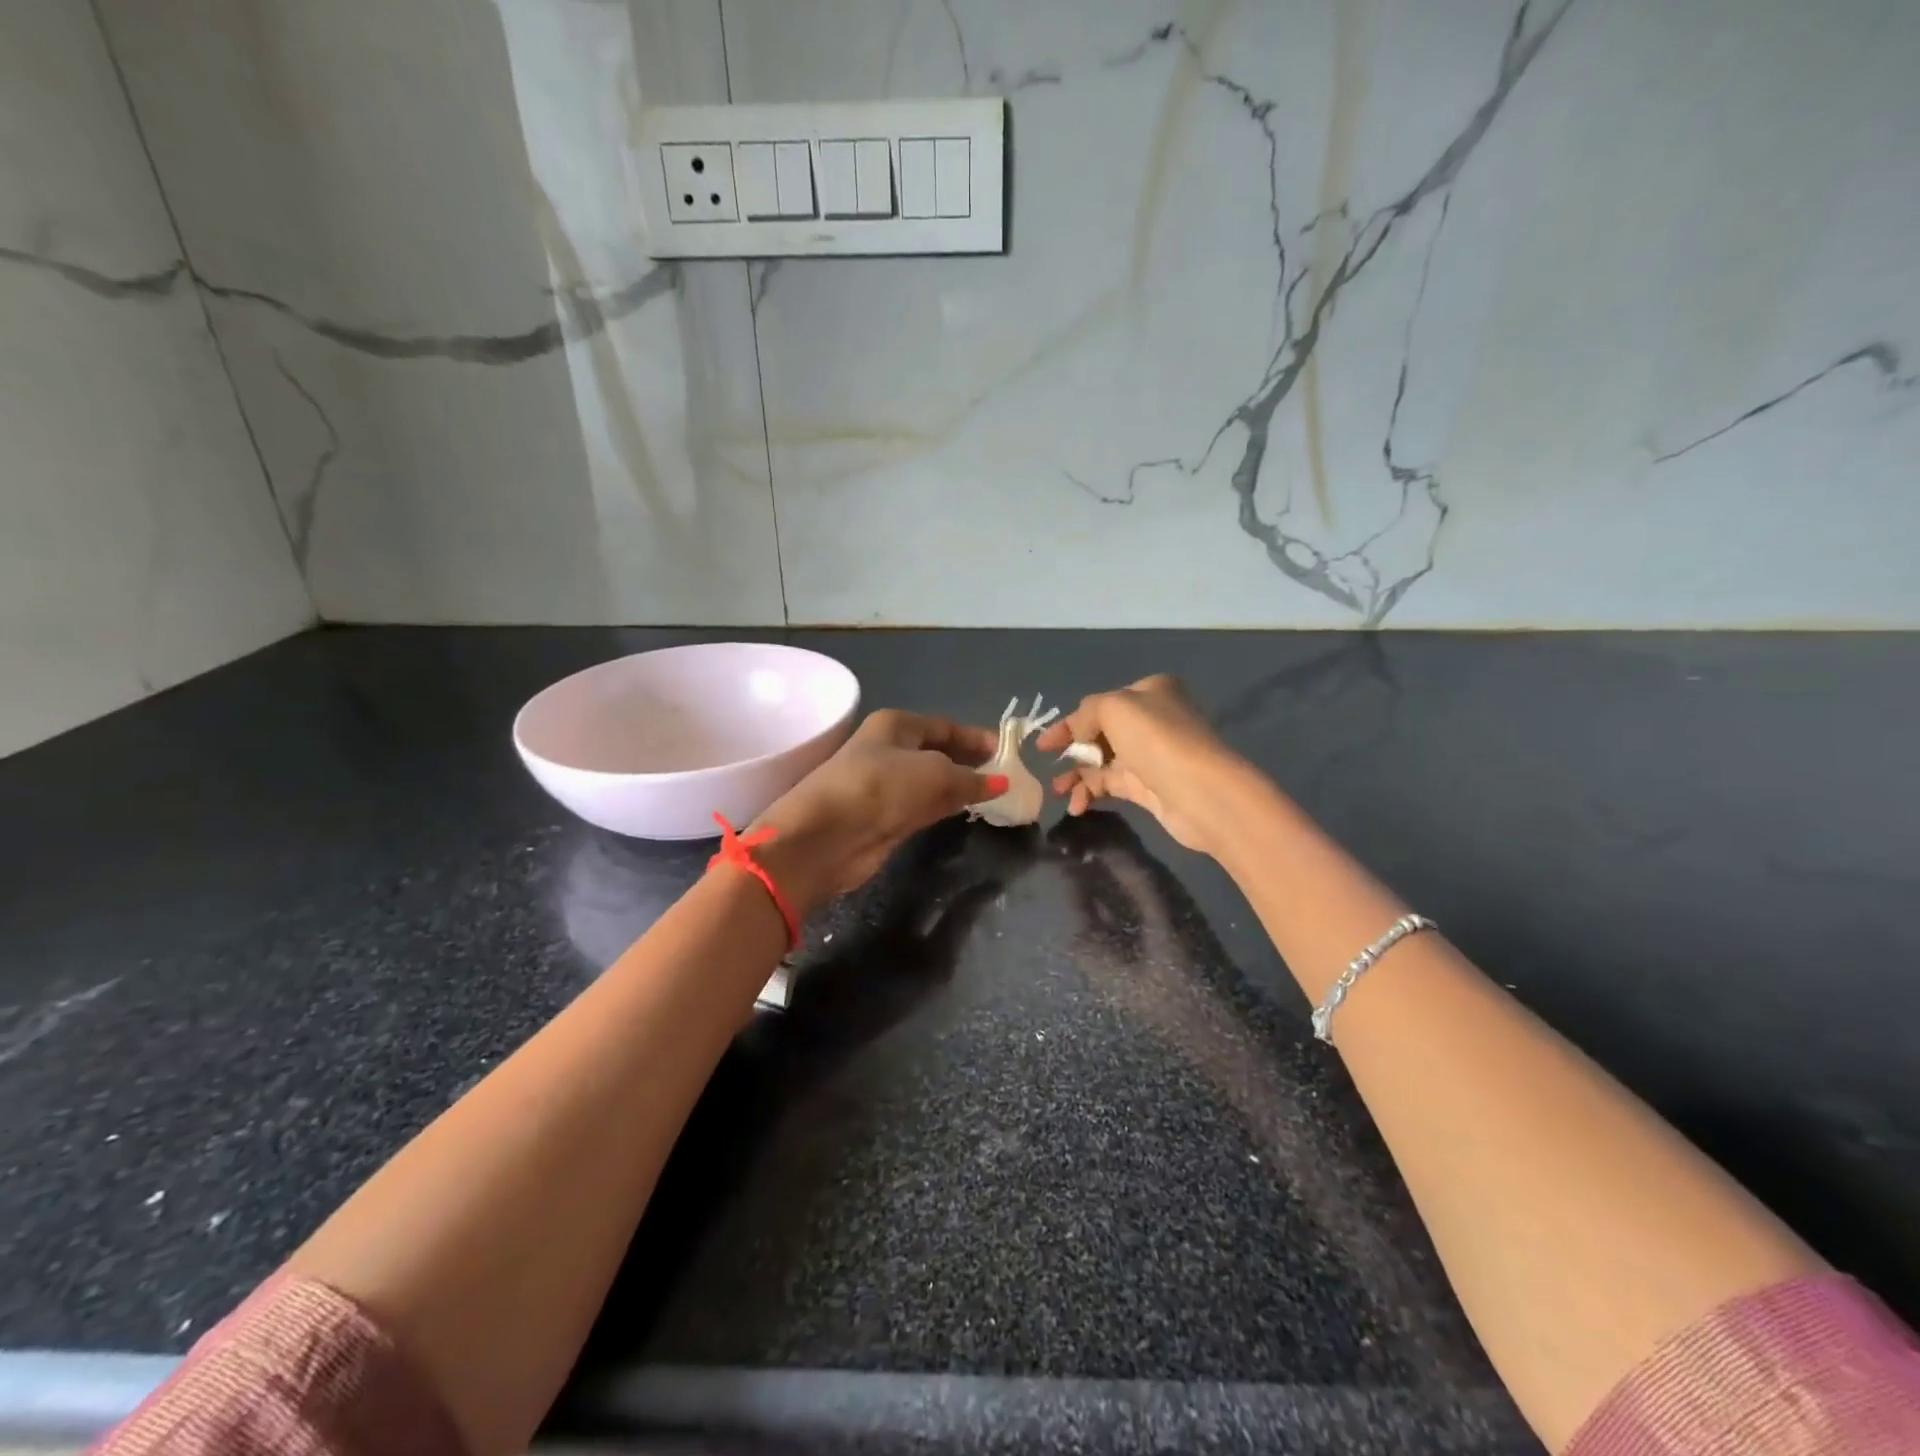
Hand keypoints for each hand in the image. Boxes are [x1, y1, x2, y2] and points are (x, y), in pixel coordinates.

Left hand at [750, 710, 1005, 916]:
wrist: (825, 837)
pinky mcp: (886, 818)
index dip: (976, 738)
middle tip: (1008, 777)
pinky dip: (947, 807)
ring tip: (998, 796)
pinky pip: (925, 807)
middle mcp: (890, 750)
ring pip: (933, 782)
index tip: (1007, 753)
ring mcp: (887, 786)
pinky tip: (971, 812)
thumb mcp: (933, 773)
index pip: (944, 726)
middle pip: (939, 753)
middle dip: (971, 764)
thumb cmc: (879, 788)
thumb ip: (970, 778)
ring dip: (961, 788)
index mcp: (895, 726)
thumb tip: (1000, 783)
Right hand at [1034, 675, 1247, 855]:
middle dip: (1072, 751)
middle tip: (1048, 767)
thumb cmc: (1156, 739)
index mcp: (1149, 692)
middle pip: (1100, 734)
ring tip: (1057, 792)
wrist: (1201, 792)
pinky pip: (1111, 786)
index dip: (1068, 722)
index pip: (1100, 704)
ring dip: (1077, 776)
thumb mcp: (1114, 707)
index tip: (1041, 744)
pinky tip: (1077, 806)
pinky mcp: (1150, 788)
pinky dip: (1091, 793)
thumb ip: (1086, 713)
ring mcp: (1151, 756)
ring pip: (1103, 762)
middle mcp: (1152, 721)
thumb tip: (1077, 734)